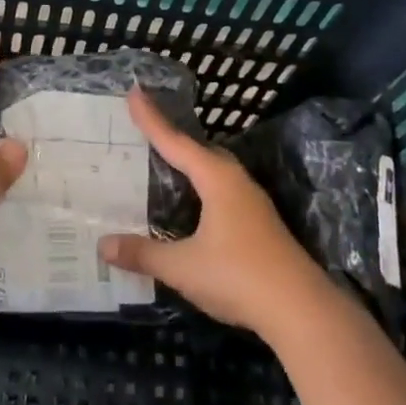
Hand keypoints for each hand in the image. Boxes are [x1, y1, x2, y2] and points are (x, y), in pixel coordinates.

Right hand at [99, 87, 330, 339]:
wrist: (302, 312)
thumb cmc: (239, 277)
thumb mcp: (182, 267)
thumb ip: (143, 253)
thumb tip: (103, 244)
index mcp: (217, 181)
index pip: (176, 142)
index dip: (152, 120)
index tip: (134, 92)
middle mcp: (236, 184)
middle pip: (200, 151)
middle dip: (173, 139)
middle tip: (146, 129)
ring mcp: (252, 205)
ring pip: (214, 173)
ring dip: (190, 165)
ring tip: (164, 163)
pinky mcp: (259, 226)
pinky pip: (222, 192)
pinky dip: (200, 188)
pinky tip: (191, 206)